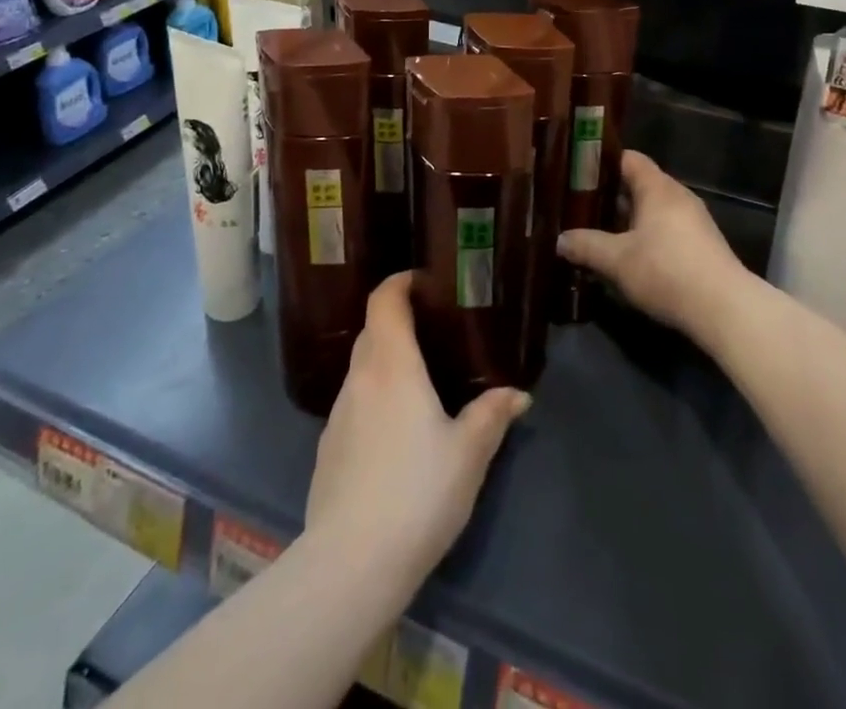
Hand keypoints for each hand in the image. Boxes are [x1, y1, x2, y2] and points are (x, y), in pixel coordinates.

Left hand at [304, 273, 528, 586]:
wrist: (351, 563)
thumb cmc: (417, 493)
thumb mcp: (468, 453)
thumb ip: (492, 416)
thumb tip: (518, 394)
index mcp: (392, 365)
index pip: (384, 300)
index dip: (400, 282)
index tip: (425, 282)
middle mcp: (360, 378)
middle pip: (373, 330)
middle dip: (398, 320)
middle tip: (433, 329)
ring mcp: (338, 414)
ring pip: (362, 369)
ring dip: (386, 361)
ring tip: (419, 381)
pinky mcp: (327, 448)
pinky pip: (354, 404)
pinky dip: (374, 398)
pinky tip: (395, 432)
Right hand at [557, 150, 748, 340]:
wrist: (725, 308)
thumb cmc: (666, 271)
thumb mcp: (617, 260)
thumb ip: (586, 246)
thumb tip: (559, 240)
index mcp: (657, 187)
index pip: (628, 159)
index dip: (602, 162)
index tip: (577, 173)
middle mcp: (677, 196)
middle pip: (640, 184)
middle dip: (610, 196)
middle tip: (580, 207)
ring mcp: (694, 221)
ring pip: (653, 210)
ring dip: (628, 220)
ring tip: (599, 233)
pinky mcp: (702, 245)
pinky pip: (666, 229)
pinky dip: (646, 236)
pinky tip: (629, 257)